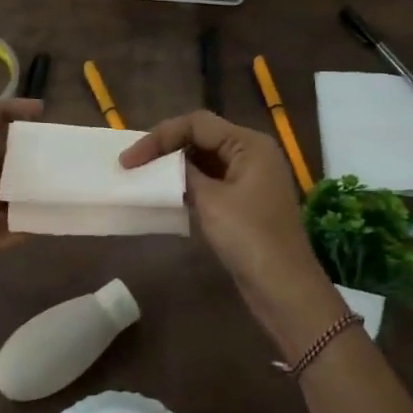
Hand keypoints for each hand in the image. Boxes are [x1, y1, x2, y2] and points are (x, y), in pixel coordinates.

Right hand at [121, 110, 344, 354]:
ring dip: (174, 167)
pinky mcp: (245, 201)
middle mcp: (253, 153)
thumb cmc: (249, 238)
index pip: (197, 124)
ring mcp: (250, 178)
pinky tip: (166, 195)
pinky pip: (211, 181)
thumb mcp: (211, 201)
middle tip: (132, 165)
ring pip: (205, 159)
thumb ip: (183, 174)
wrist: (284, 288)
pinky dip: (188, 184)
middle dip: (166, 148)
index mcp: (250, 144)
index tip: (129, 160)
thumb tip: (164, 163)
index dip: (160, 137)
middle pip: (201, 137)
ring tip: (143, 177)